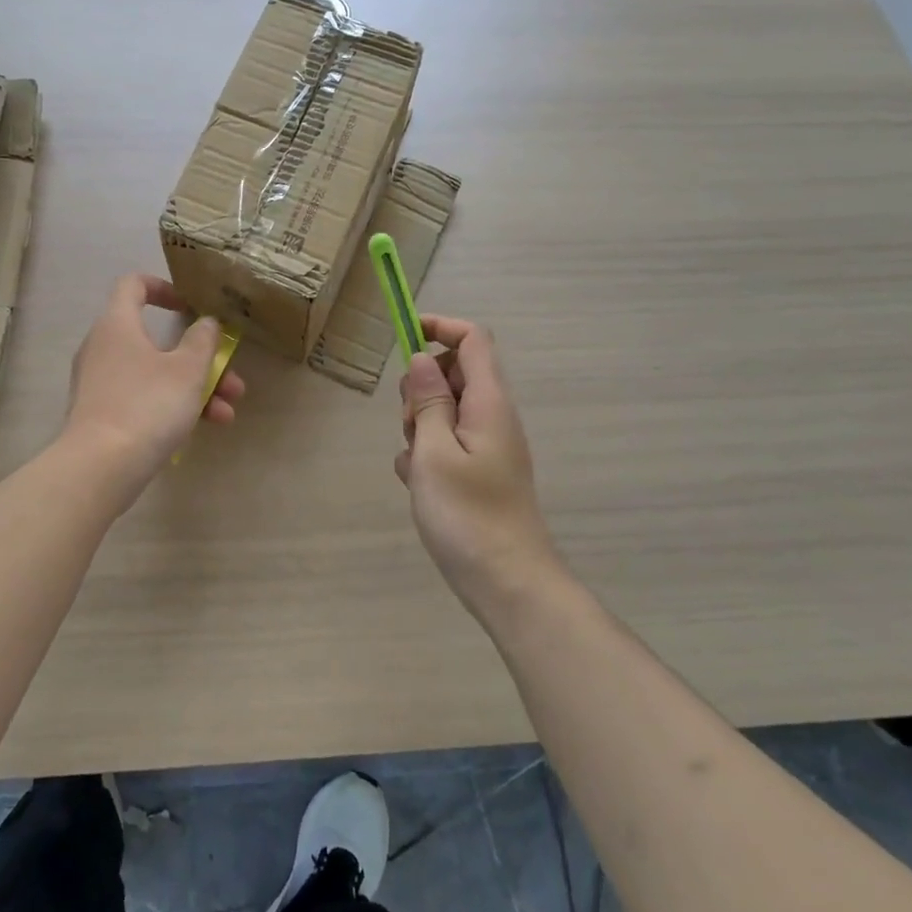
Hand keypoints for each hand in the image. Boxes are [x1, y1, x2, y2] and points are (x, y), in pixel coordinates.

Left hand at [65, 274, 244, 480]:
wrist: (99, 467)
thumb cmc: (147, 405)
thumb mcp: (188, 370)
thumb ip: (203, 341)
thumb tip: (206, 322)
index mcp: (117, 324)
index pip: (133, 285)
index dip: (163, 287)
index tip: (190, 306)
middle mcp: (103, 347)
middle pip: (156, 339)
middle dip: (199, 358)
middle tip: (230, 376)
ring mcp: (101, 383)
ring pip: (155, 374)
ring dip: (194, 388)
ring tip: (228, 412)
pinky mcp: (102, 414)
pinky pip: (143, 398)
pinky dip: (172, 406)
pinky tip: (205, 427)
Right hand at [395, 315, 560, 616]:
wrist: (509, 584)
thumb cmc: (468, 515)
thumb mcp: (434, 452)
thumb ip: (427, 401)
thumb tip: (423, 358)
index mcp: (488, 402)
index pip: (472, 339)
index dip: (438, 327)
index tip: (402, 337)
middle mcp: (492, 416)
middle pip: (453, 373)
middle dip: (420, 387)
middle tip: (410, 425)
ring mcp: (487, 445)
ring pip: (444, 410)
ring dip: (419, 425)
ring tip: (416, 464)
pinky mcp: (479, 471)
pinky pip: (446, 443)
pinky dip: (427, 454)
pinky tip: (420, 486)